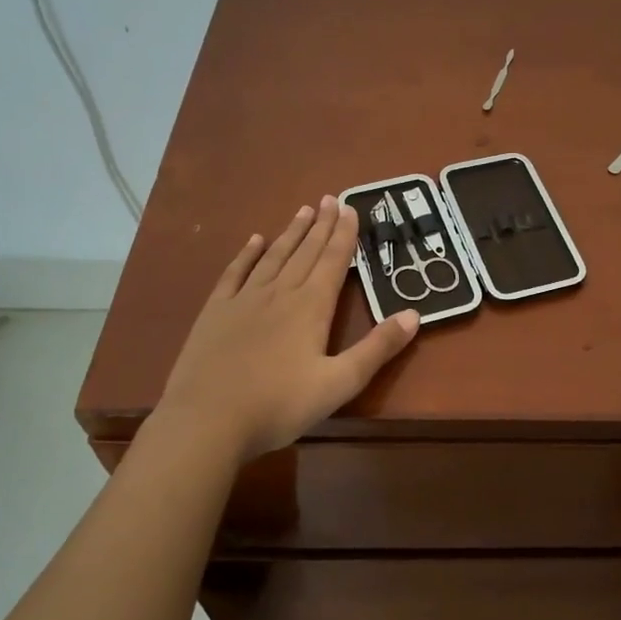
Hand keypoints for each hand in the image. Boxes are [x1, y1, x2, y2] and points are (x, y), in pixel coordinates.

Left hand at [158, 197, 418, 460]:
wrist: (206, 421)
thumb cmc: (279, 405)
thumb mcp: (339, 383)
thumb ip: (377, 349)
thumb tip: (414, 315)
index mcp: (311, 307)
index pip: (333, 261)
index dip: (344, 234)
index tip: (351, 208)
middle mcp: (279, 293)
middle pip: (305, 252)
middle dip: (321, 225)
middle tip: (330, 198)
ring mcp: (244, 300)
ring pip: (273, 257)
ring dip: (291, 233)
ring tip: (303, 211)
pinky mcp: (215, 312)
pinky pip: (235, 273)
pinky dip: (247, 254)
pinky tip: (255, 241)